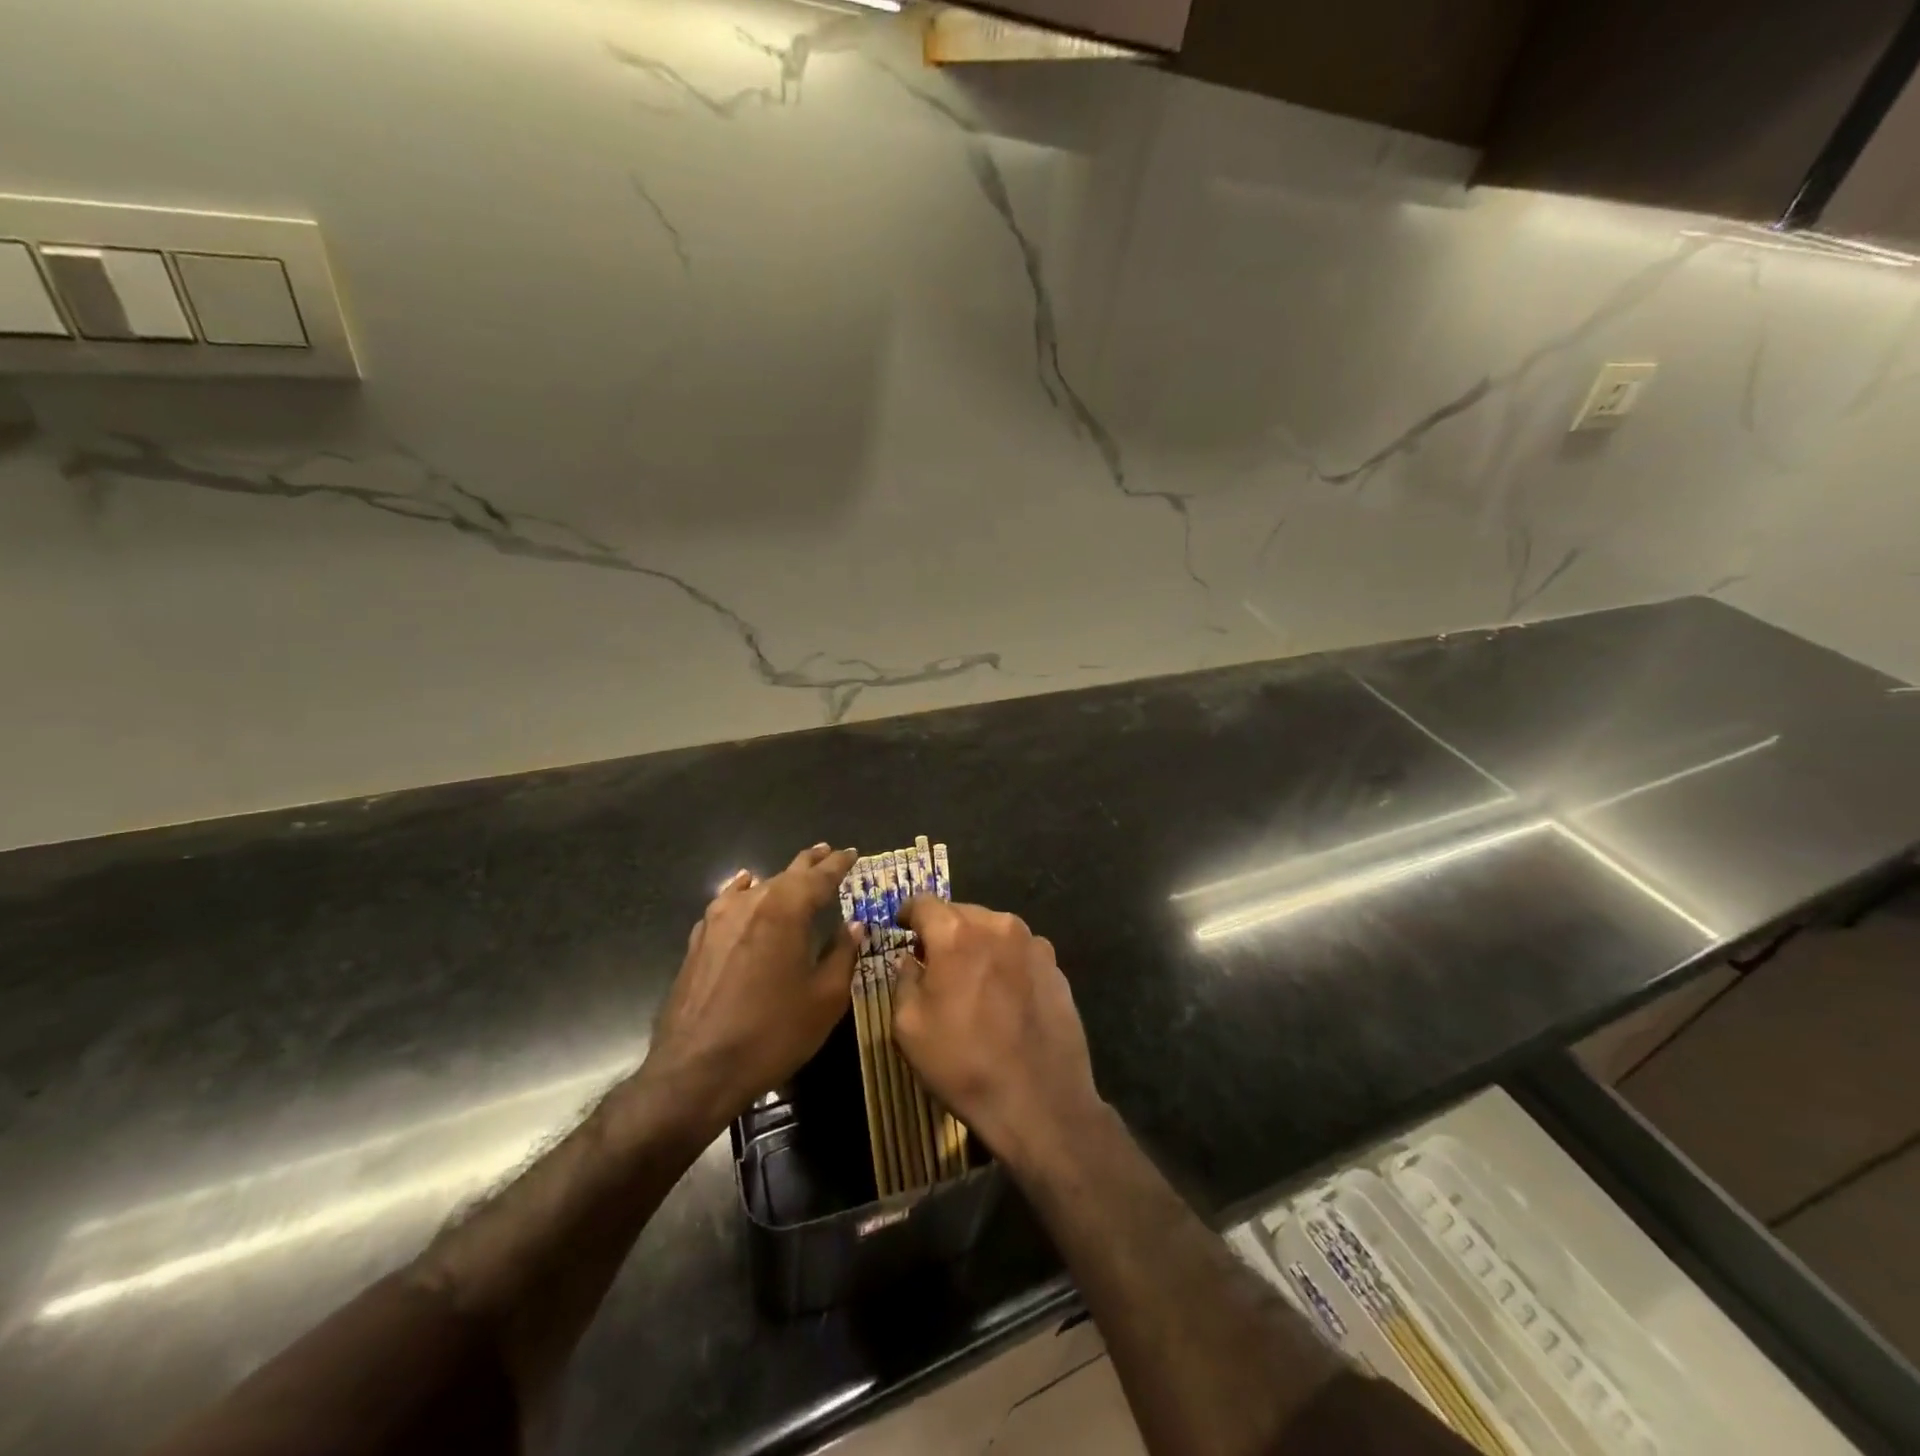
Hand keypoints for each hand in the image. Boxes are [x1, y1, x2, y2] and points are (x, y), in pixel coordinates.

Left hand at [636, 844, 860, 1139]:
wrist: (696, 1070)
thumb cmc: (773, 1033)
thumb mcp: (825, 998)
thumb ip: (843, 954)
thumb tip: (855, 925)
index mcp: (786, 910)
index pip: (820, 876)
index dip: (839, 864)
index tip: (853, 853)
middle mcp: (751, 903)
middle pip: (787, 874)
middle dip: (811, 863)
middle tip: (828, 852)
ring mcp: (718, 920)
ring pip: (758, 887)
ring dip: (780, 879)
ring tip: (795, 873)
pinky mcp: (699, 940)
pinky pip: (728, 902)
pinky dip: (744, 892)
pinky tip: (745, 888)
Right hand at [892, 897, 1103, 1175]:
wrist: (1040, 1101)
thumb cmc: (963, 1063)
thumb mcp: (909, 1027)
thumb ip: (904, 980)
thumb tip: (910, 959)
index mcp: (956, 933)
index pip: (923, 903)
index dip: (908, 914)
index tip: (901, 928)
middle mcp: (998, 925)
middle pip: (961, 913)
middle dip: (943, 931)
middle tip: (933, 961)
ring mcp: (1033, 944)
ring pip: (993, 930)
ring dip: (976, 945)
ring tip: (971, 980)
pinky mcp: (1056, 967)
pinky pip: (1019, 952)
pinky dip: (1004, 962)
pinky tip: (1003, 997)